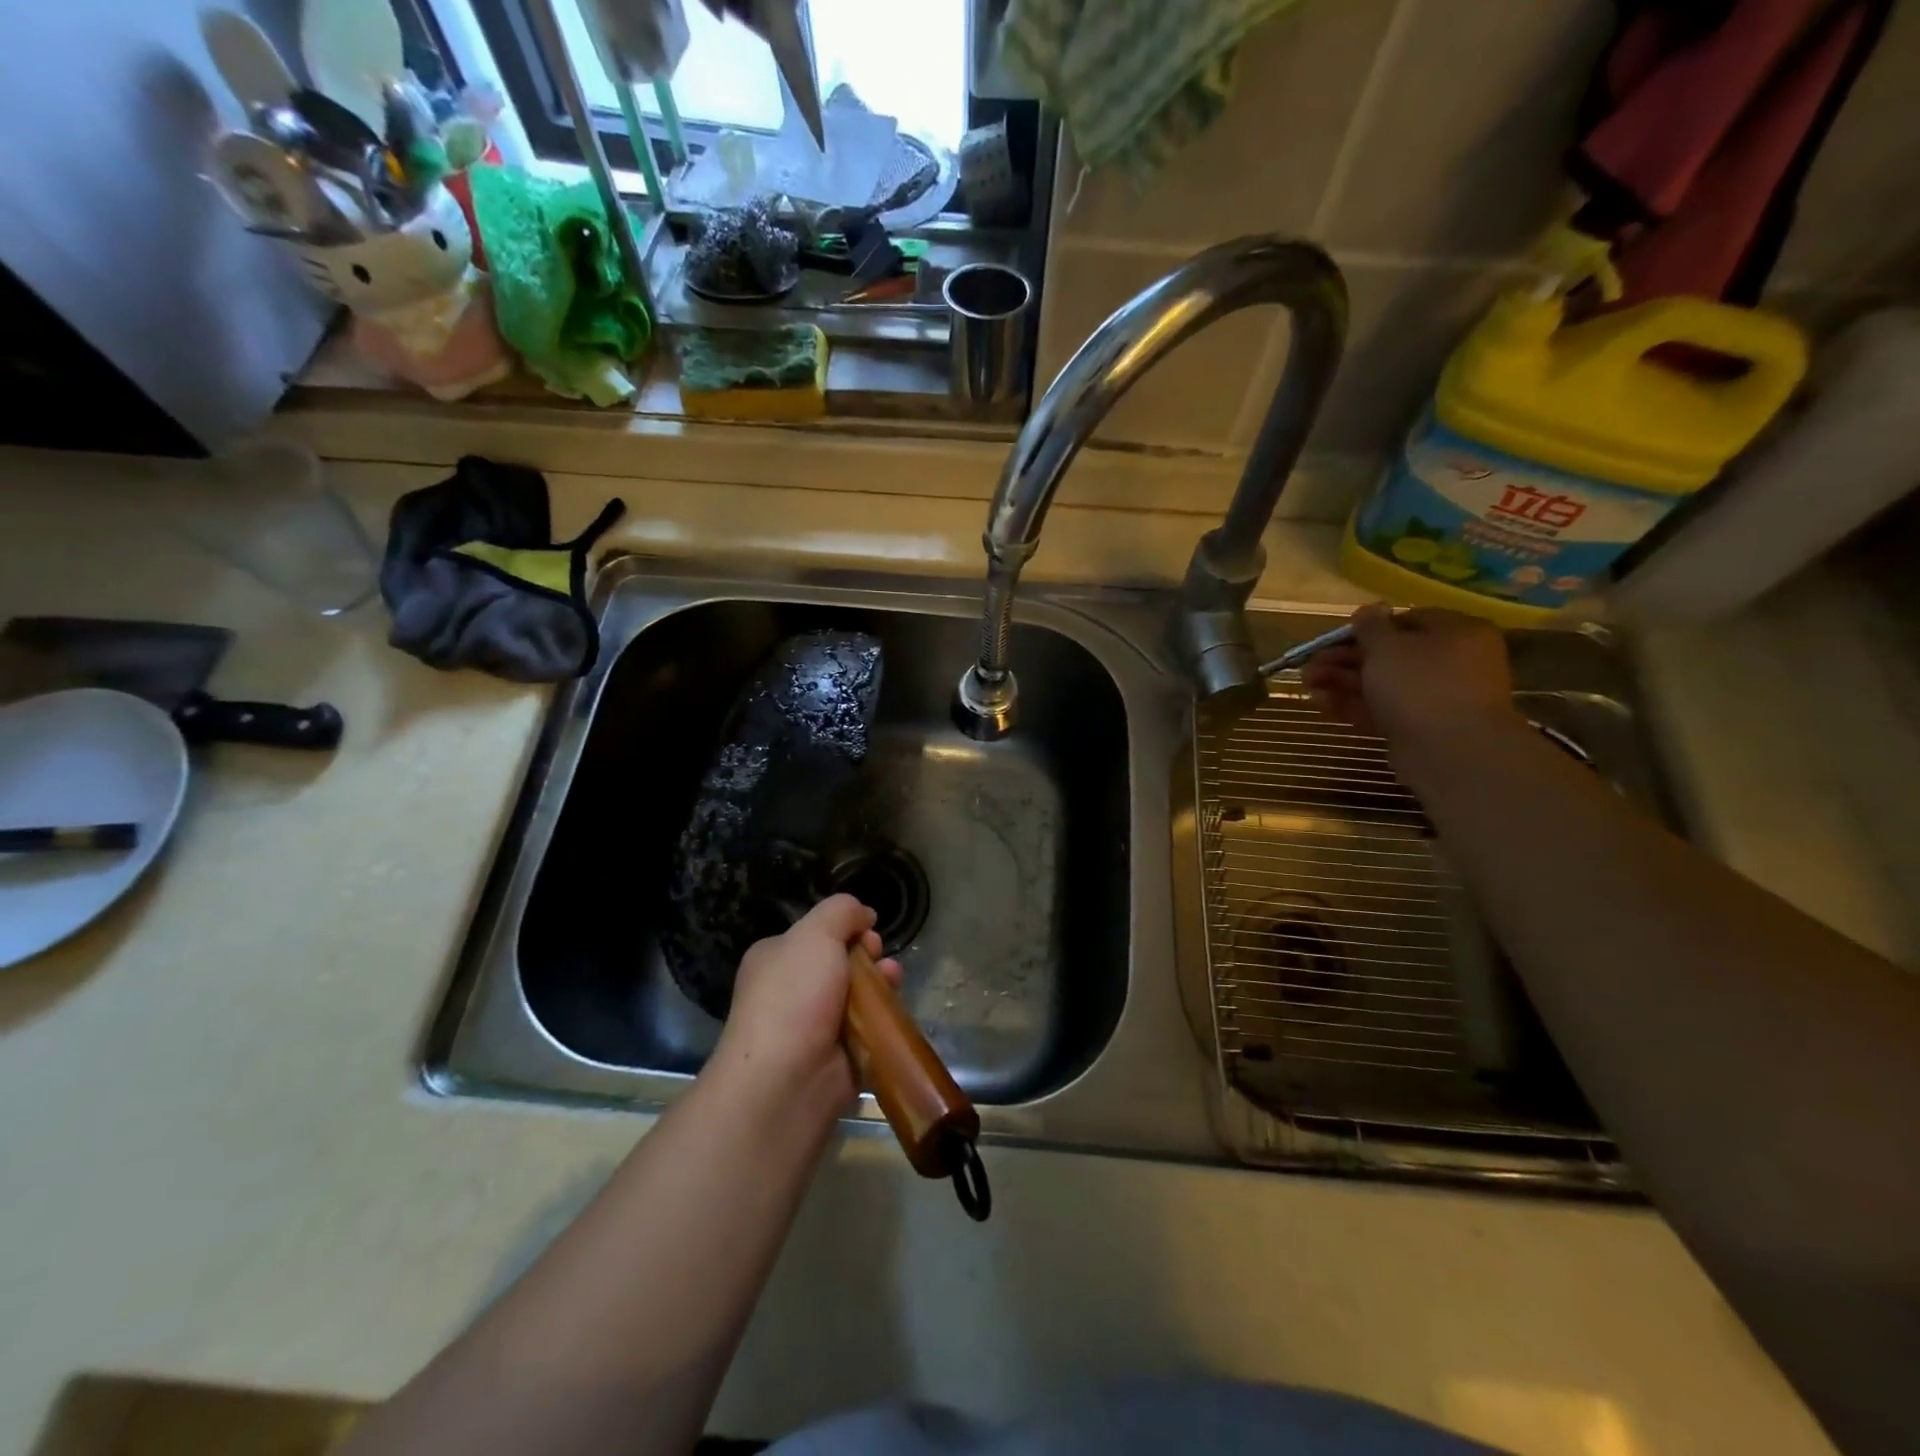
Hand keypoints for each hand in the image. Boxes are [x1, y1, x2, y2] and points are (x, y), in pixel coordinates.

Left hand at [709, 894, 902, 1119]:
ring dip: (881, 982)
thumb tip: (864, 915)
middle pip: (842, 961)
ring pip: (859, 994)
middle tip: (878, 956)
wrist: (785, 1080)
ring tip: (894, 979)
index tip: (866, 931)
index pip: (818, 934)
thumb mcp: (815, 933)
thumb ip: (841, 911)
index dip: (847, 928)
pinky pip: (868, 1027)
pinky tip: (894, 1009)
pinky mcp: (838, 1056)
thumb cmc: (794, 997)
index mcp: (776, 958)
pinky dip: (883, 1018)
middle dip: (868, 955)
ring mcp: (814, 1025)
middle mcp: (792, 990)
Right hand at [1299, 605, 1519, 755]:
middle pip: (1390, 655)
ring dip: (1342, 682)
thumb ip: (1371, 626)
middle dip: (1345, 659)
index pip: (1408, 620)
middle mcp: (1452, 663)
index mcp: (1456, 633)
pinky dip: (1353, 705)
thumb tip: (1367, 610)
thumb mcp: (1387, 646)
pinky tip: (1320, 702)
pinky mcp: (1419, 728)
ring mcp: (1436, 698)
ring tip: (1305, 684)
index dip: (1368, 627)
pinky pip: (1383, 710)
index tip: (1336, 637)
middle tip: (1311, 664)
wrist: (1450, 751)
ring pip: (1382, 684)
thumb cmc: (1420, 684)